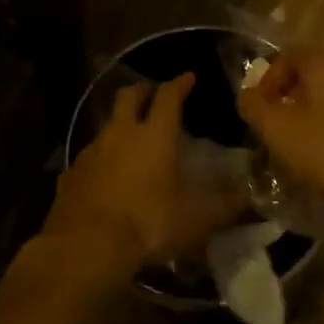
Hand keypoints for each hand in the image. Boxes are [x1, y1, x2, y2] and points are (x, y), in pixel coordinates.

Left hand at [42, 73, 246, 283]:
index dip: (180, 84)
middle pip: (129, 96)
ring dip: (121, 125)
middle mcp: (121, 133)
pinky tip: (107, 175)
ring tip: (132, 138)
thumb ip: (227, 205)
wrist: (87, 246)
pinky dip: (102, 158)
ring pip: (107, 125)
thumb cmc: (149, 223)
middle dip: (144, 91)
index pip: (169, 96)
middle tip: (154, 95)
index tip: (188, 77)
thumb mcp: (197, 218)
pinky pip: (90, 157)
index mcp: (155, 134)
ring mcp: (92, 151)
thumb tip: (251, 198)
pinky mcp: (72, 173)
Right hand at [236, 49, 323, 232]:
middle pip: (308, 75)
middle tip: (272, 128)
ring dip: (306, 115)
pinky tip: (323, 155)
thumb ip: (254, 106)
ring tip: (294, 146)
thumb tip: (246, 95)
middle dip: (285, 99)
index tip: (257, 112)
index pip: (286, 57)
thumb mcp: (277, 129)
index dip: (266, 82)